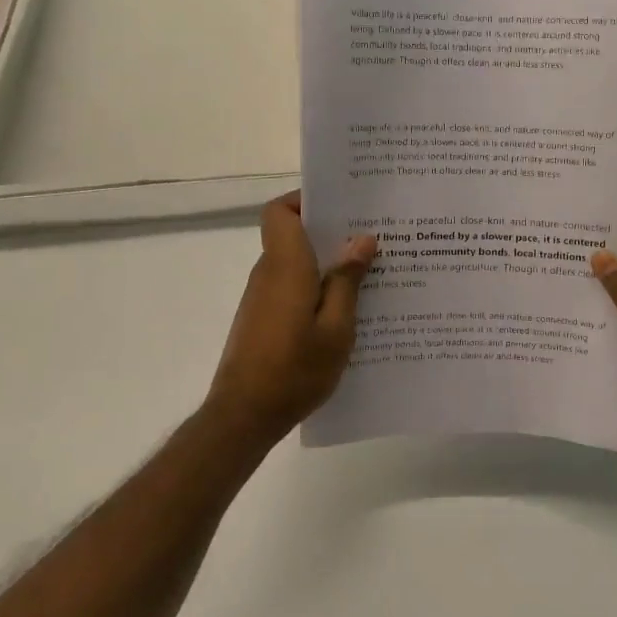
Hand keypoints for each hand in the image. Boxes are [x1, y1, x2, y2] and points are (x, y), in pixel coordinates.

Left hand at [204, 193, 377, 442]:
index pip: (279, 211)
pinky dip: (315, 286)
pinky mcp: (262, 318)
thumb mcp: (336, 328)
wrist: (244, 416)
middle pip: (292, 234)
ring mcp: (262, 297)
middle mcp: (268, 274)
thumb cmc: (294, 370)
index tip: (341, 207)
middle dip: (330, 231)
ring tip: (369, 272)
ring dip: (326, 262)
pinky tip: (346, 308)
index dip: (305, 200)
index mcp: (286, 266)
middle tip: (372, 237)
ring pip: (294, 262)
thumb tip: (362, 239)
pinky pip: (291, 286)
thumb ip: (347, 281)